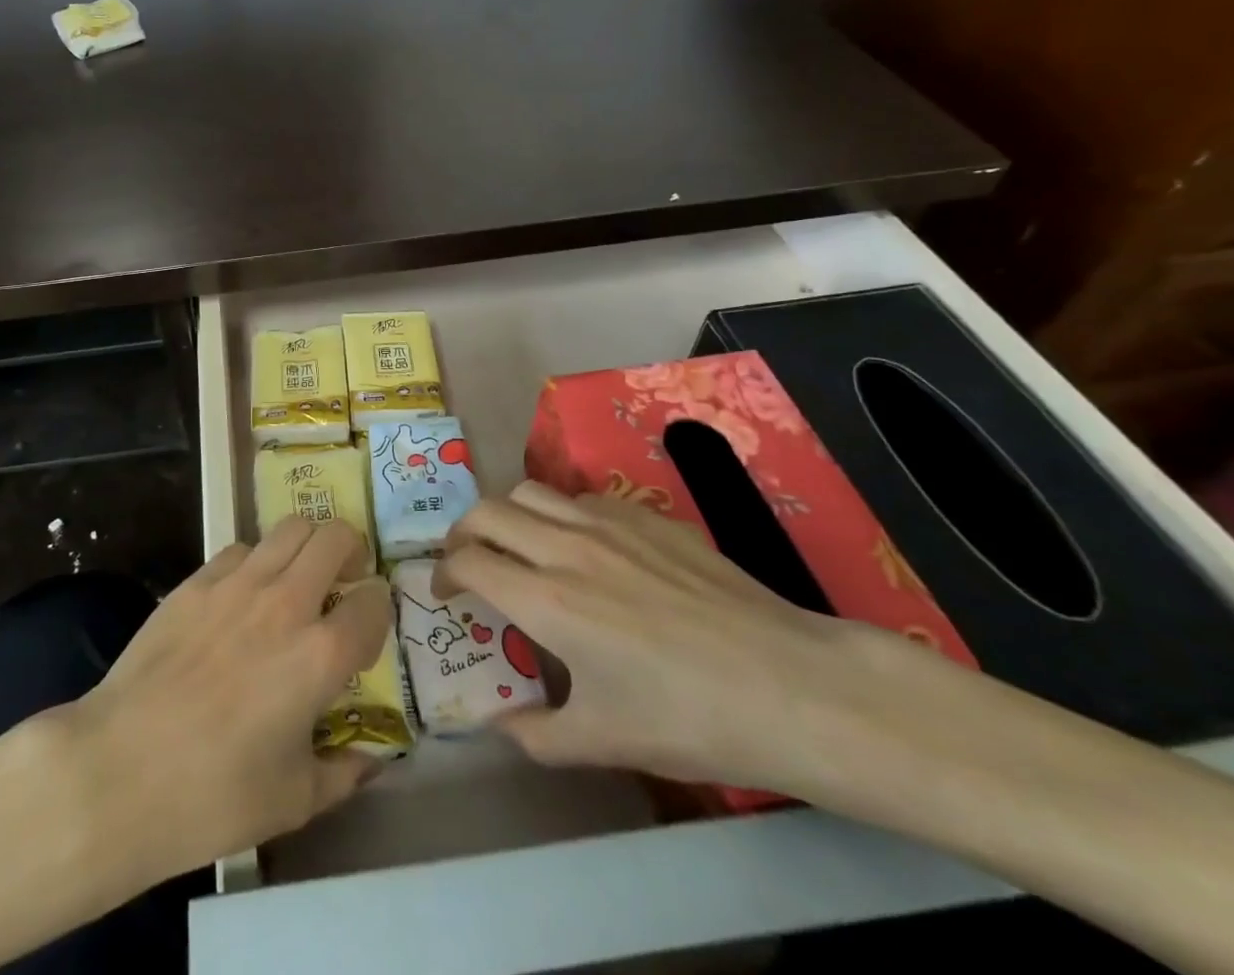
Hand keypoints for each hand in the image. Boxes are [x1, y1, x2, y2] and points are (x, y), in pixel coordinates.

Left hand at [60, 517, 390, 885]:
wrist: (119, 770)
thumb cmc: (213, 796)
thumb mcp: (294, 801)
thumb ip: (343, 772)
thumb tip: (370, 759)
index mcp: (320, 654)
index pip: (373, 602)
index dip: (379, 608)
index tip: (369, 623)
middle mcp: (286, 603)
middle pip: (336, 538)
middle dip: (351, 552)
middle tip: (344, 579)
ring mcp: (237, 584)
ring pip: (290, 527)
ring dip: (307, 545)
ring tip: (300, 576)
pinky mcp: (196, 581)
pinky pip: (242, 549)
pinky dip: (257, 561)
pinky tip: (244, 595)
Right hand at [438, 480, 899, 794]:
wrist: (790, 686)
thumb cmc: (690, 719)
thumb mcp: (605, 741)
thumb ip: (536, 735)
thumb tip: (498, 725)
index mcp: (546, 600)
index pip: (468, 562)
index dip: (443, 573)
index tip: (445, 592)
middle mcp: (566, 547)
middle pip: (487, 511)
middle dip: (463, 533)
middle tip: (469, 561)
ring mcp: (608, 523)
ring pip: (531, 491)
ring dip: (510, 515)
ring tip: (520, 545)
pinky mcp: (646, 515)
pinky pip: (582, 497)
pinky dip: (562, 513)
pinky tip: (585, 547)